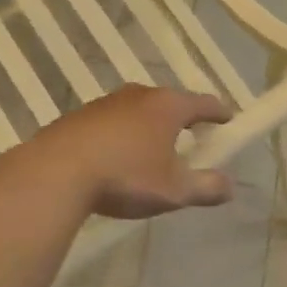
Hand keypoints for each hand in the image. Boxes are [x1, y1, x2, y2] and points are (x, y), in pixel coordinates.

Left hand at [15, 84, 234, 219]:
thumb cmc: (125, 176)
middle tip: (191, 136)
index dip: (219, 112)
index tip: (228, 120)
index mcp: (167, 107)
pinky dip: (121, 134)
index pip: (203, 103)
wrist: (57, 172)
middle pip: (169, 102)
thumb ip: (205, 187)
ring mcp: (106, 102)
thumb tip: (230, 186)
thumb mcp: (173, 190)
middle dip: (182, 118)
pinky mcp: (80, 116)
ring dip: (148, 125)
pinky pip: (111, 121)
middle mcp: (139, 95)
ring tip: (151, 149)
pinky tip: (115, 157)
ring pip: (138, 110)